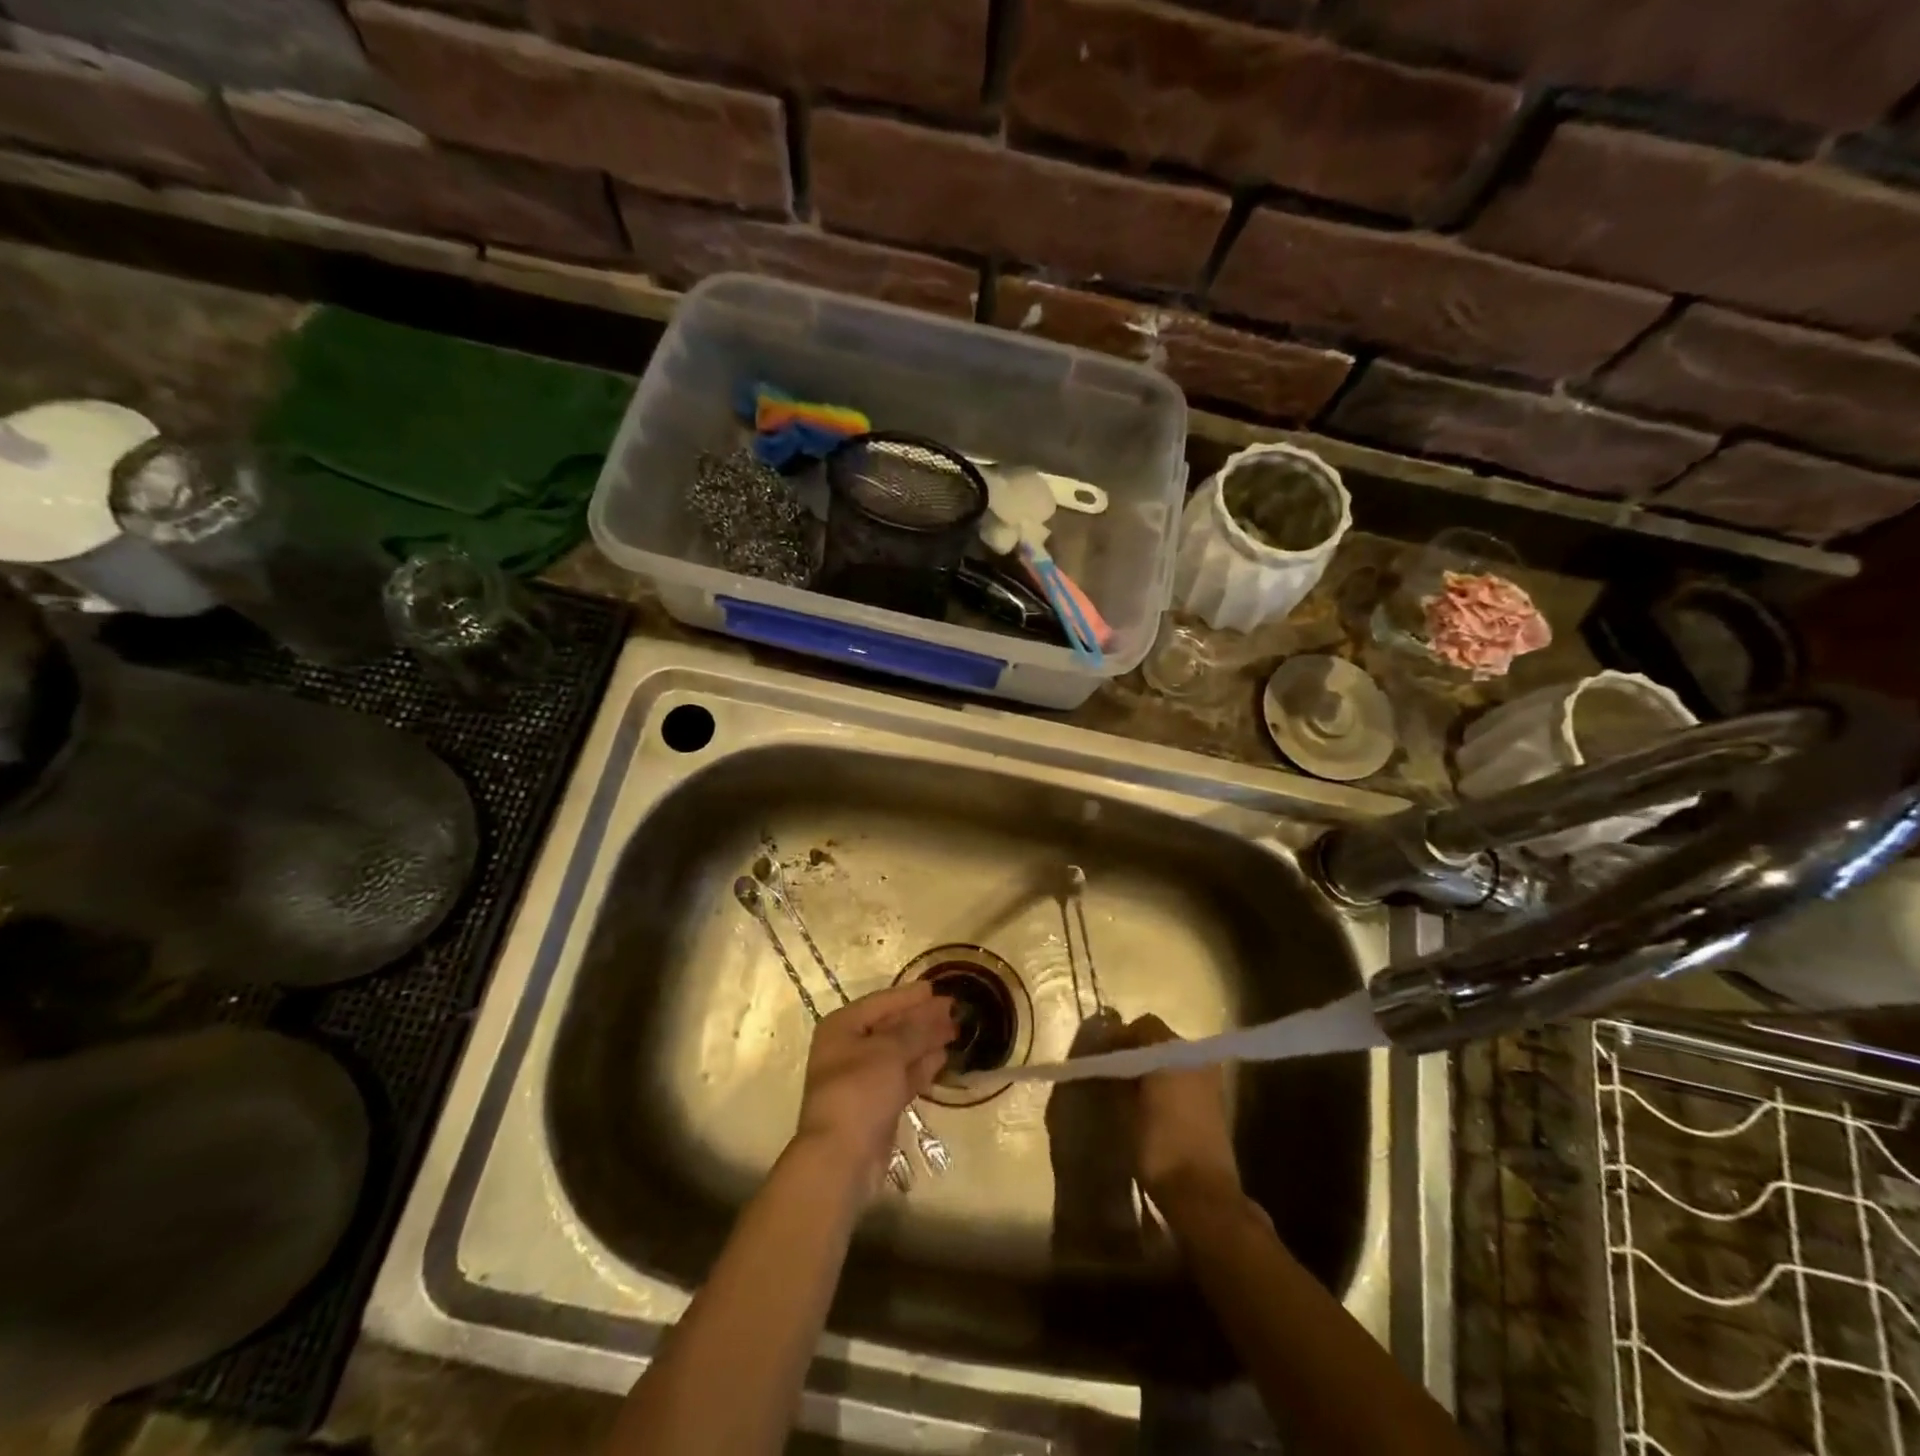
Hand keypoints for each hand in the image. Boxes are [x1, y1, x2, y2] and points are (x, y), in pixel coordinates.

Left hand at [795, 982, 954, 1185]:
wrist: (841, 1158)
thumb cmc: (859, 1091)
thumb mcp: (889, 1052)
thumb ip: (916, 1029)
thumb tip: (939, 1010)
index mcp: (842, 1027)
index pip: (881, 1002)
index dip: (910, 996)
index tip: (937, 989)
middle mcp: (849, 1048)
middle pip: (891, 1026)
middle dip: (922, 1018)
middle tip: (954, 1009)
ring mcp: (863, 1077)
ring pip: (899, 1051)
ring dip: (926, 1041)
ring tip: (955, 1030)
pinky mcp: (877, 1103)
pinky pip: (902, 1075)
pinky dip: (921, 1065)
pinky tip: (943, 1056)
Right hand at [1116, 1014, 1242, 1205]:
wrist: (1203, 1194)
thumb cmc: (1158, 1146)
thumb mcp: (1124, 1109)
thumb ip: (1116, 1077)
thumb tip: (1107, 1062)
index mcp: (1172, 1050)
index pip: (1141, 1026)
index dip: (1118, 1038)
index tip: (1100, 1056)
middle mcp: (1195, 1055)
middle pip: (1159, 1038)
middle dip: (1135, 1049)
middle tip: (1113, 1071)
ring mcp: (1210, 1077)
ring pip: (1173, 1057)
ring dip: (1152, 1065)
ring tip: (1131, 1088)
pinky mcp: (1216, 1099)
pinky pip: (1185, 1076)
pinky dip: (1168, 1080)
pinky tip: (1152, 1102)